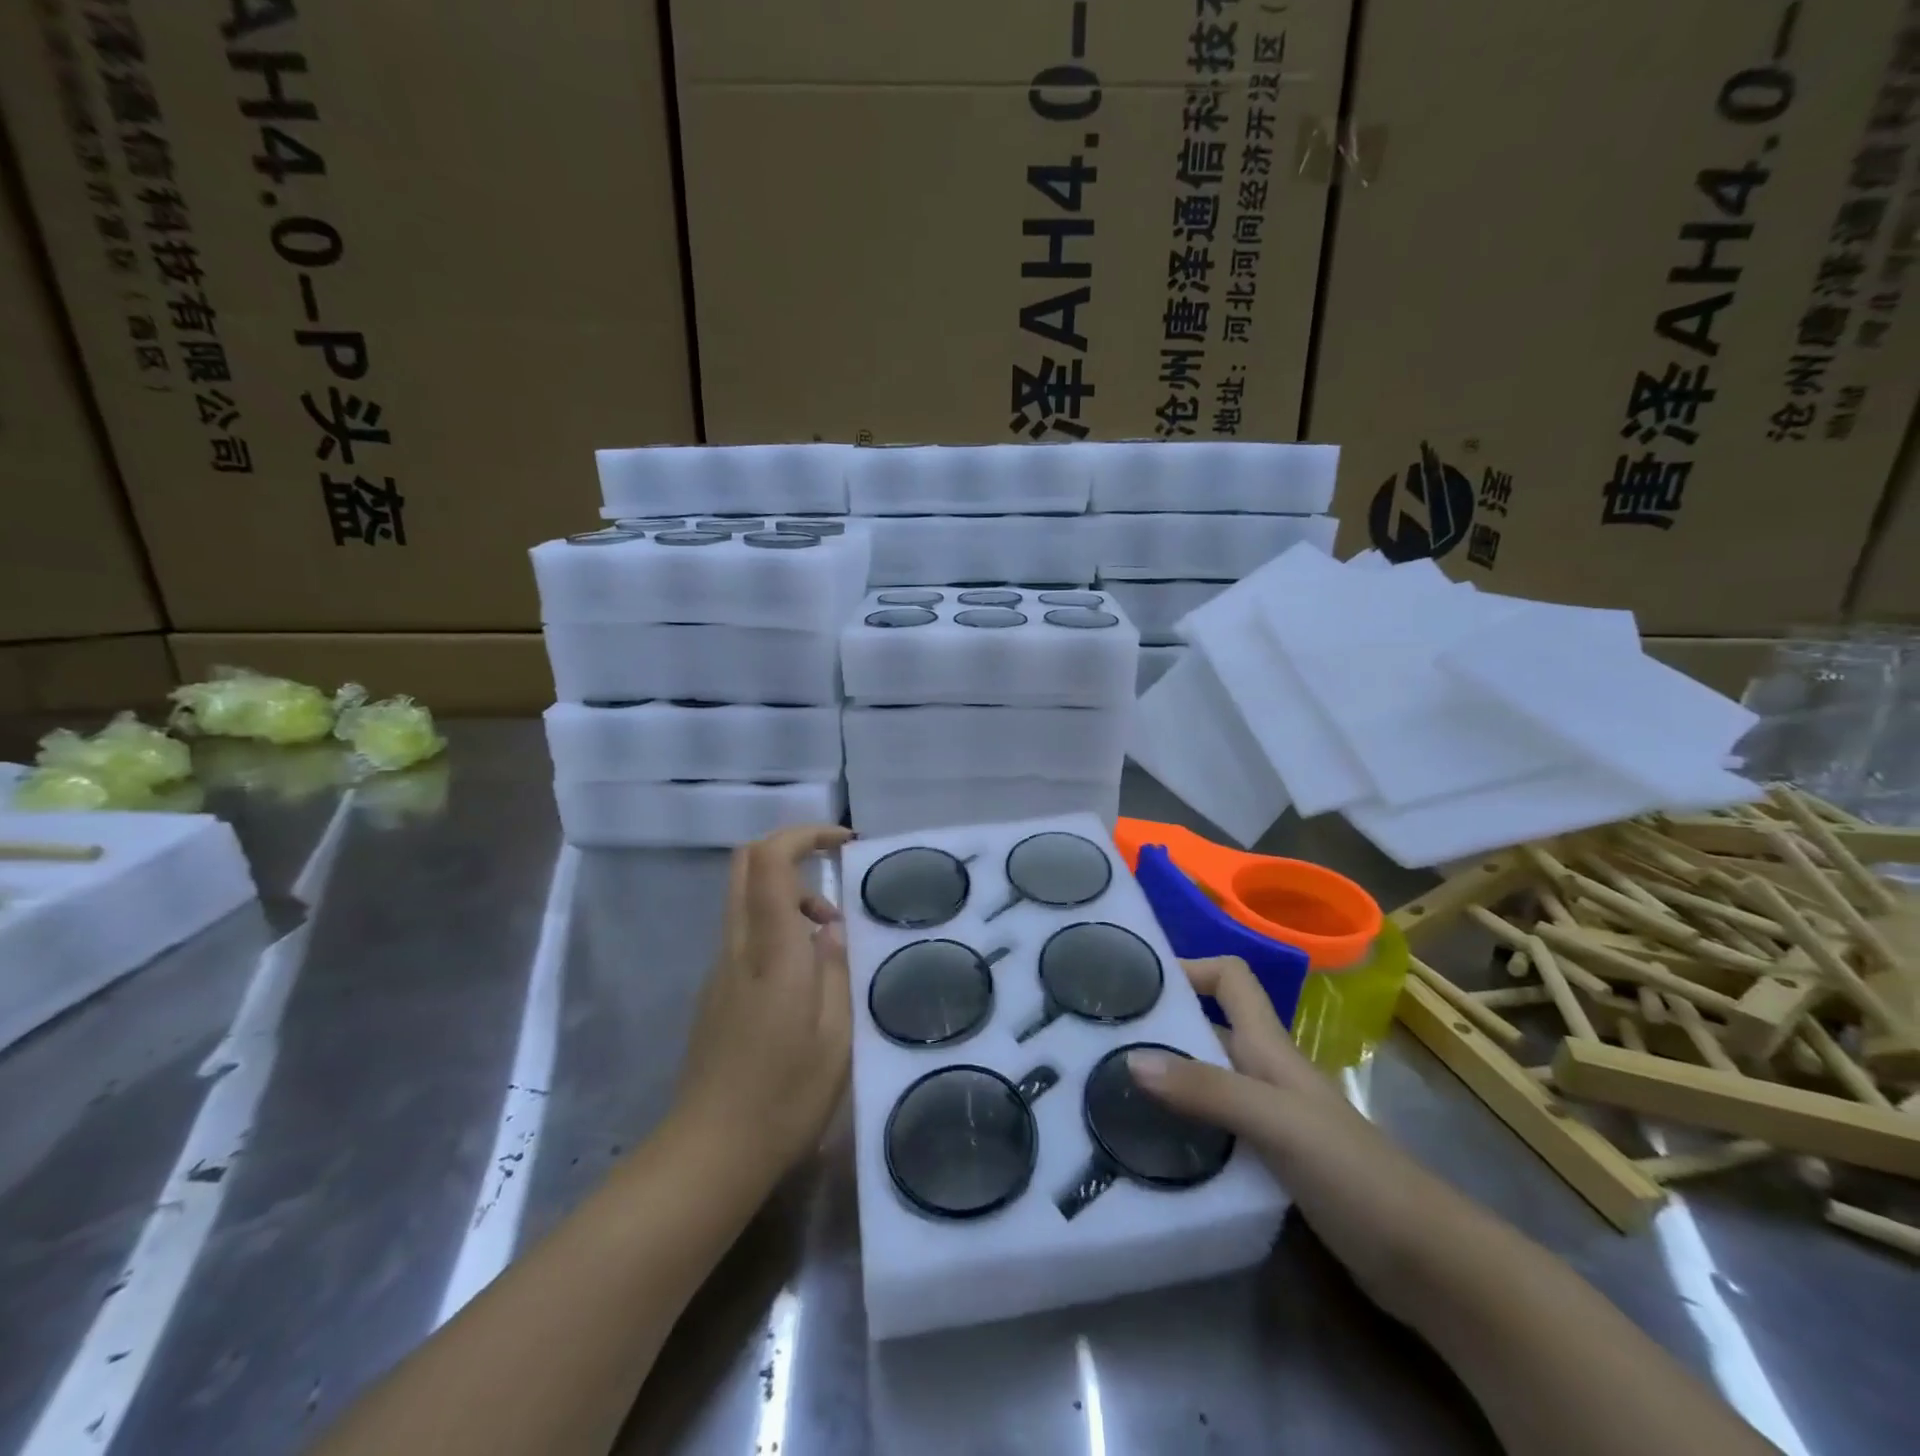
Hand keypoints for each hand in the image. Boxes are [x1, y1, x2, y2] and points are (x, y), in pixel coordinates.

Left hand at [672, 824, 854, 1185]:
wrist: (710, 1154)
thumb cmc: (785, 1095)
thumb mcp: (835, 1034)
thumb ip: (835, 968)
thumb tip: (829, 928)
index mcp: (770, 950)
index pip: (769, 860)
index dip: (805, 834)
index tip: (845, 842)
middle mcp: (737, 946)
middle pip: (745, 863)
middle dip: (790, 848)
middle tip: (834, 868)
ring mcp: (719, 968)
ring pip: (745, 896)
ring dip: (788, 893)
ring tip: (832, 935)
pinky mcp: (715, 990)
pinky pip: (746, 930)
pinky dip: (778, 923)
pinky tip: (808, 971)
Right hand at [1127, 956, 1436, 1311]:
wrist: (1429, 1264)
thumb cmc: (1355, 1175)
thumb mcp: (1277, 1123)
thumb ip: (1208, 1090)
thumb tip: (1131, 1059)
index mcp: (1269, 1048)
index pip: (1230, 978)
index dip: (1190, 966)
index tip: (1138, 983)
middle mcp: (1264, 1073)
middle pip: (1207, 1029)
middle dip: (1159, 1029)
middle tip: (1101, 1044)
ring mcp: (1270, 1119)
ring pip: (1206, 1082)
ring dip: (1165, 1082)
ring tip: (1111, 1094)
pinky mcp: (1270, 1163)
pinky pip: (1214, 1129)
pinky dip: (1184, 1129)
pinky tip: (1154, 1149)